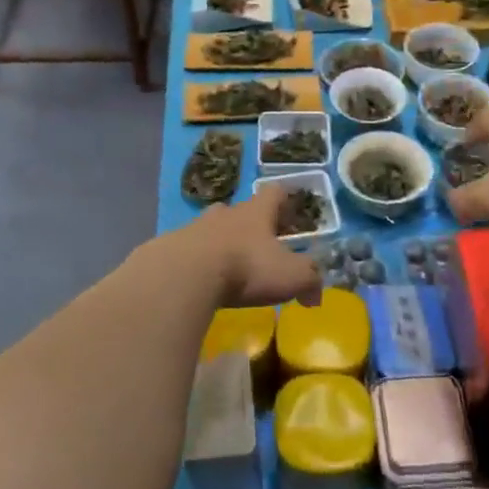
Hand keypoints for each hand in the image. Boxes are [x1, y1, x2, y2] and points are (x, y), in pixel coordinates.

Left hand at [176, 190, 322, 308]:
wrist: (186, 274)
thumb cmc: (247, 267)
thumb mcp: (291, 275)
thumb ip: (310, 280)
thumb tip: (315, 296)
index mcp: (257, 212)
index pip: (275, 192)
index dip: (286, 199)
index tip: (292, 210)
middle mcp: (227, 212)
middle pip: (242, 210)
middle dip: (252, 224)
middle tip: (262, 244)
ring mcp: (196, 227)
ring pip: (214, 228)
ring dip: (224, 242)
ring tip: (230, 265)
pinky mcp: (173, 247)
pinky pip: (192, 250)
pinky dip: (201, 261)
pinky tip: (204, 280)